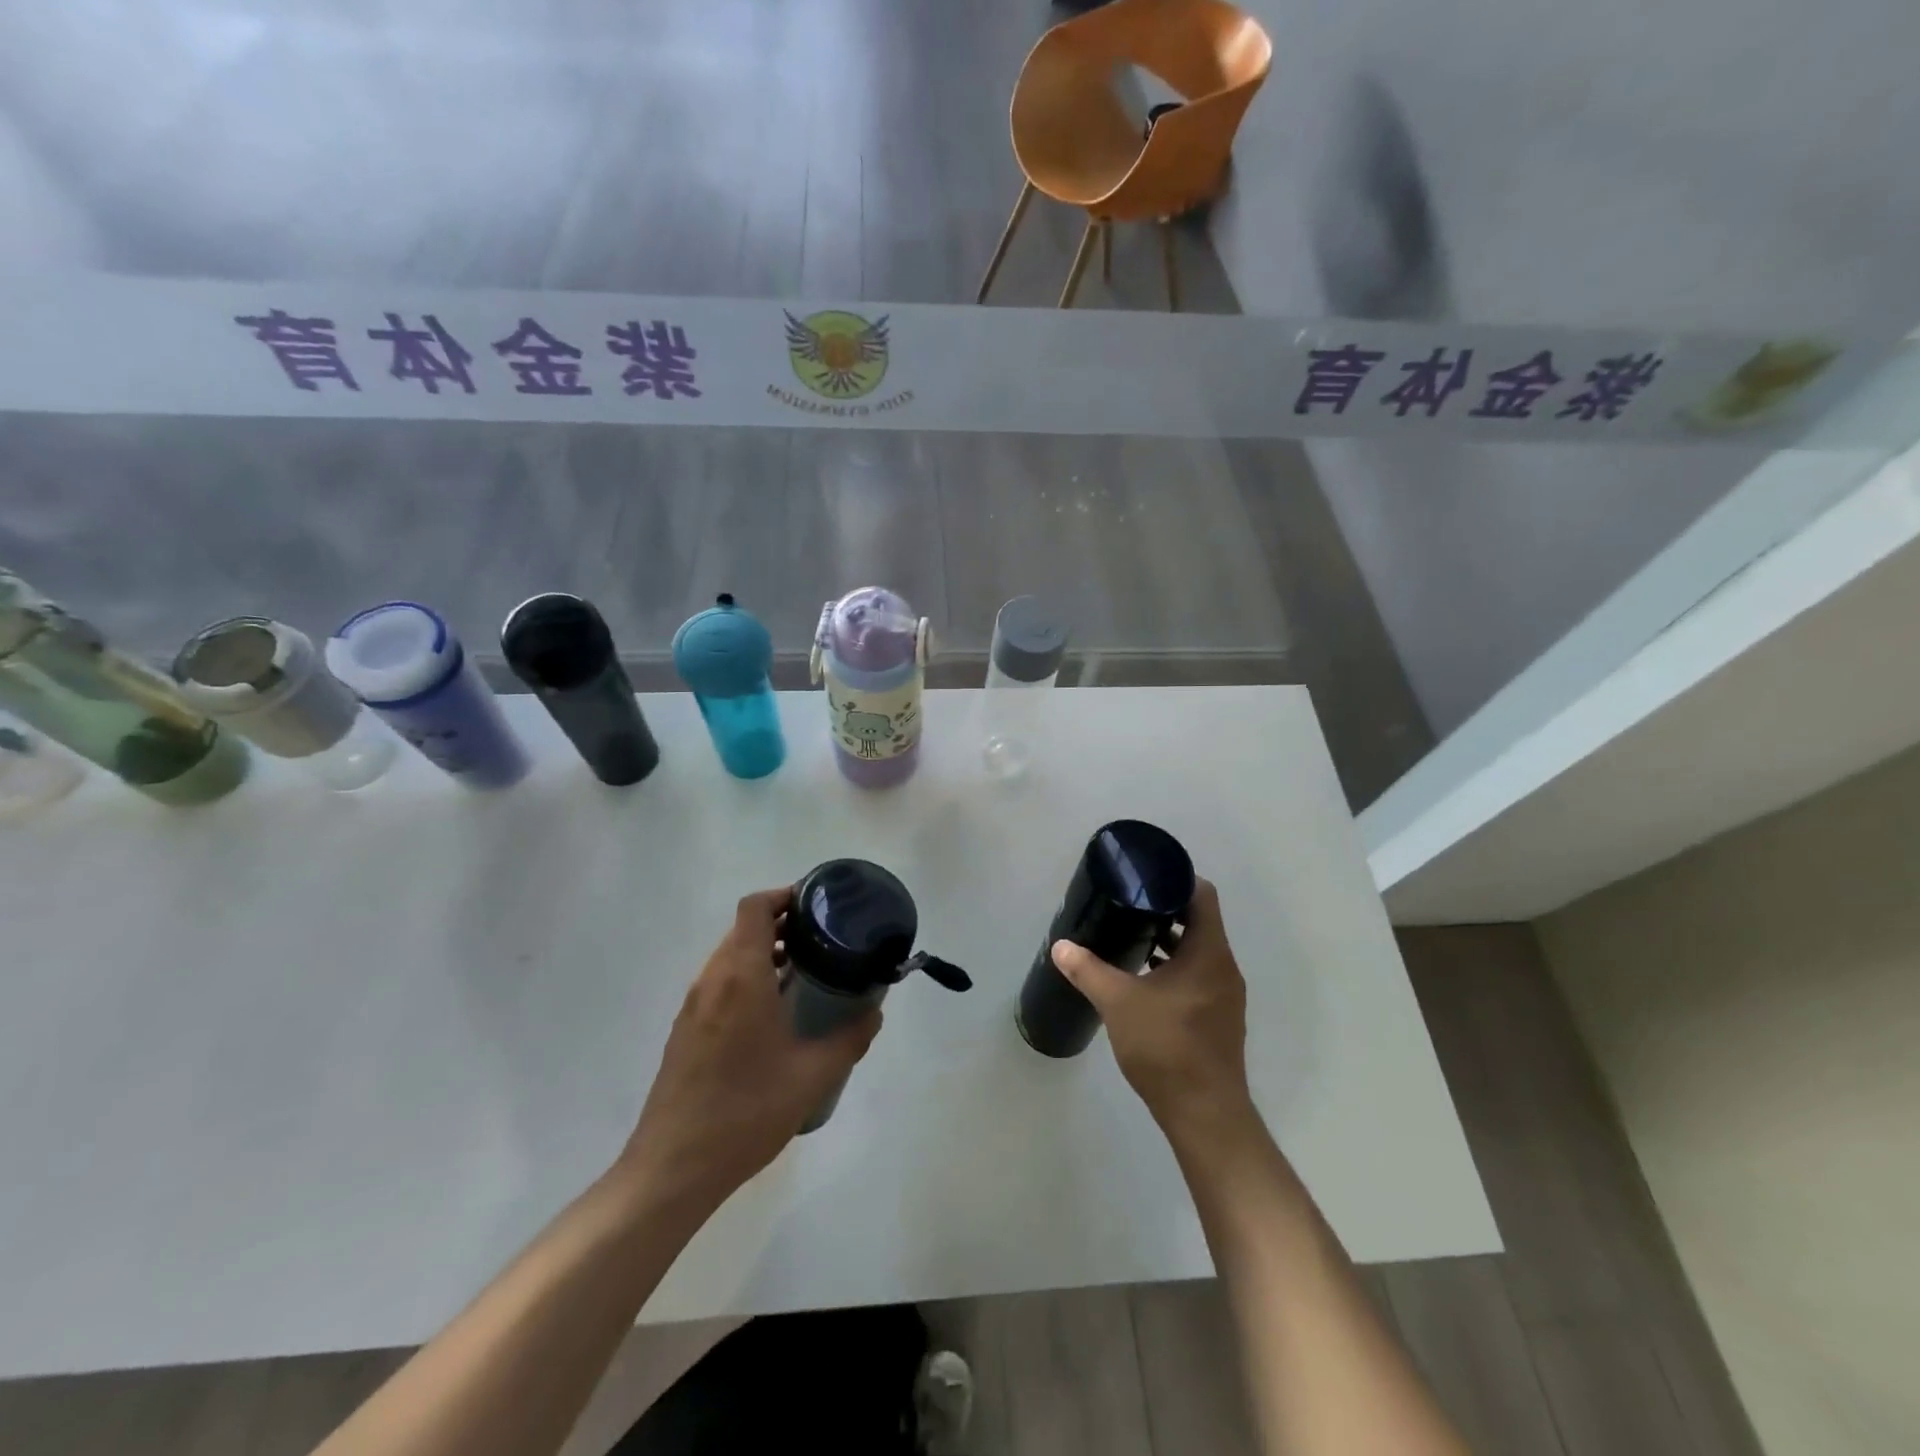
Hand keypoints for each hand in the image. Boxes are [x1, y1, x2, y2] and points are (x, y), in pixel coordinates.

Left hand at [618, 888, 880, 1215]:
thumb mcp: (812, 1076)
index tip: (816, 904)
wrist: (673, 1168)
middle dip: (782, 925)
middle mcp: (712, 980)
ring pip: (729, 957)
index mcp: (741, 977)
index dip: (784, 895)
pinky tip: (773, 1014)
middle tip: (822, 939)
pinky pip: (719, 984)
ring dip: (764, 953)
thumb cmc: (746, 1111)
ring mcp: (693, 1006)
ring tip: (804, 973)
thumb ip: (849, 1038)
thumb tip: (874, 1012)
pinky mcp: (685, 1031)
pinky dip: (747, 979)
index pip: (754, 908)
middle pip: (743, 929)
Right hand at [1050, 879, 1255, 1144]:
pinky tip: (1143, 977)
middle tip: (1128, 902)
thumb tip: (1061, 946)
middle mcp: (1223, 967)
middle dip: (1165, 909)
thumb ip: (1088, 970)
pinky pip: (1198, 975)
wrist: (1204, 1114)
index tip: (1144, 876)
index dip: (1176, 878)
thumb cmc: (1166, 1048)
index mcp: (1208, 953)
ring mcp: (1224, 995)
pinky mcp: (1219, 1017)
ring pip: (1199, 950)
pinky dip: (1174, 966)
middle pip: (1200, 921)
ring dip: (1169, 940)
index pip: (1202, 895)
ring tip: (1130, 934)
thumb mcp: (1119, 1003)